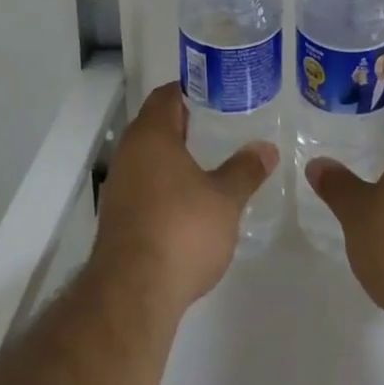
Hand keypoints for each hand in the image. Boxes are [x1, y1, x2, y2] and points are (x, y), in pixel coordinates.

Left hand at [90, 81, 275, 314]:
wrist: (132, 294)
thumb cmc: (181, 229)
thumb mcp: (224, 198)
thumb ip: (245, 169)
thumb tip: (267, 148)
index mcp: (151, 134)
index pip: (167, 95)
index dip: (192, 90)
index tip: (218, 95)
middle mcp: (129, 152)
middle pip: (156, 124)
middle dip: (186, 125)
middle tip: (221, 127)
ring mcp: (119, 185)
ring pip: (149, 157)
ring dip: (174, 157)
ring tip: (210, 164)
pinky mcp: (117, 218)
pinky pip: (143, 185)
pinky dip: (164, 185)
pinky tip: (189, 203)